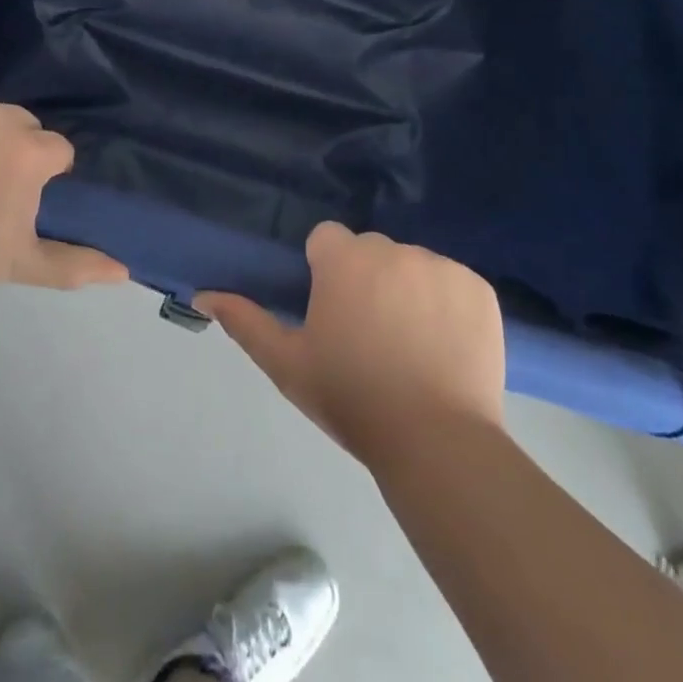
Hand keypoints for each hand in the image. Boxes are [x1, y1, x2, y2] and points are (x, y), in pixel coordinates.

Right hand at [197, 221, 504, 465]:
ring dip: (407, 290)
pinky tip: (445, 347)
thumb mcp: (288, 364)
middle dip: (366, 280)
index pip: (327, 239)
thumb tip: (203, 294)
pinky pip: (453, 283)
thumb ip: (245, 322)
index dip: (325, 272)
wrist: (437, 442)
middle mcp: (394, 249)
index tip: (332, 312)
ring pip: (413, 266)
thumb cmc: (352, 399)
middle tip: (370, 335)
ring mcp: (442, 266)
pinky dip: (447, 305)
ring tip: (411, 347)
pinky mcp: (479, 288)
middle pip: (371, 251)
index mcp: (346, 259)